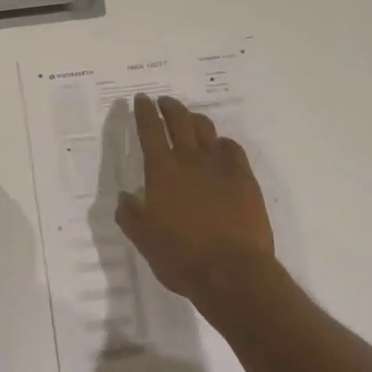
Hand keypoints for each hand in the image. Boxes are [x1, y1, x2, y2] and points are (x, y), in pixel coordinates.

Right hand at [116, 93, 275, 307]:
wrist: (233, 271)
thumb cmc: (181, 257)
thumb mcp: (143, 240)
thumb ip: (130, 214)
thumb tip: (126, 196)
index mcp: (162, 170)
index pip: (149, 130)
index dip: (144, 111)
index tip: (141, 99)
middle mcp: (190, 160)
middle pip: (179, 120)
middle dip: (169, 106)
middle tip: (163, 102)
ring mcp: (221, 166)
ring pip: (206, 129)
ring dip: (194, 119)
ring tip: (189, 119)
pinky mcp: (244, 178)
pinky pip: (232, 148)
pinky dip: (222, 143)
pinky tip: (220, 148)